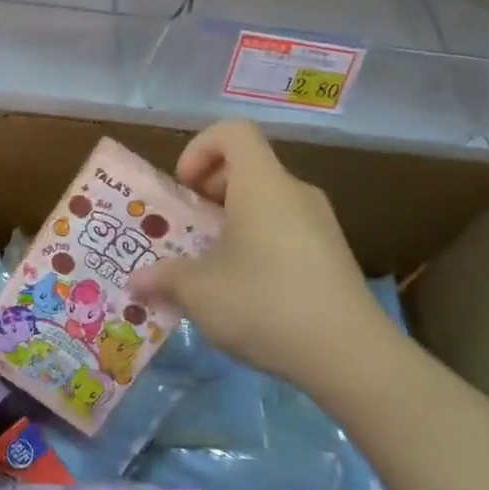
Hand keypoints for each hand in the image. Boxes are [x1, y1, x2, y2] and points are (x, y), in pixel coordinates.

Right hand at [131, 121, 401, 401]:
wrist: (352, 357)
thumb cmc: (266, 304)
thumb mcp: (199, 292)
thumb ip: (163, 278)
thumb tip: (135, 282)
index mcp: (263, 185)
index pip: (233, 132)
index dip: (200, 148)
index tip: (184, 186)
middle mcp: (295, 193)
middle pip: (248, 167)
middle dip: (210, 190)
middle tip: (188, 228)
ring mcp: (321, 224)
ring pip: (267, 201)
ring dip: (232, 220)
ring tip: (211, 263)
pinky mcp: (333, 255)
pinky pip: (286, 229)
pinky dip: (258, 242)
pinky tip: (246, 289)